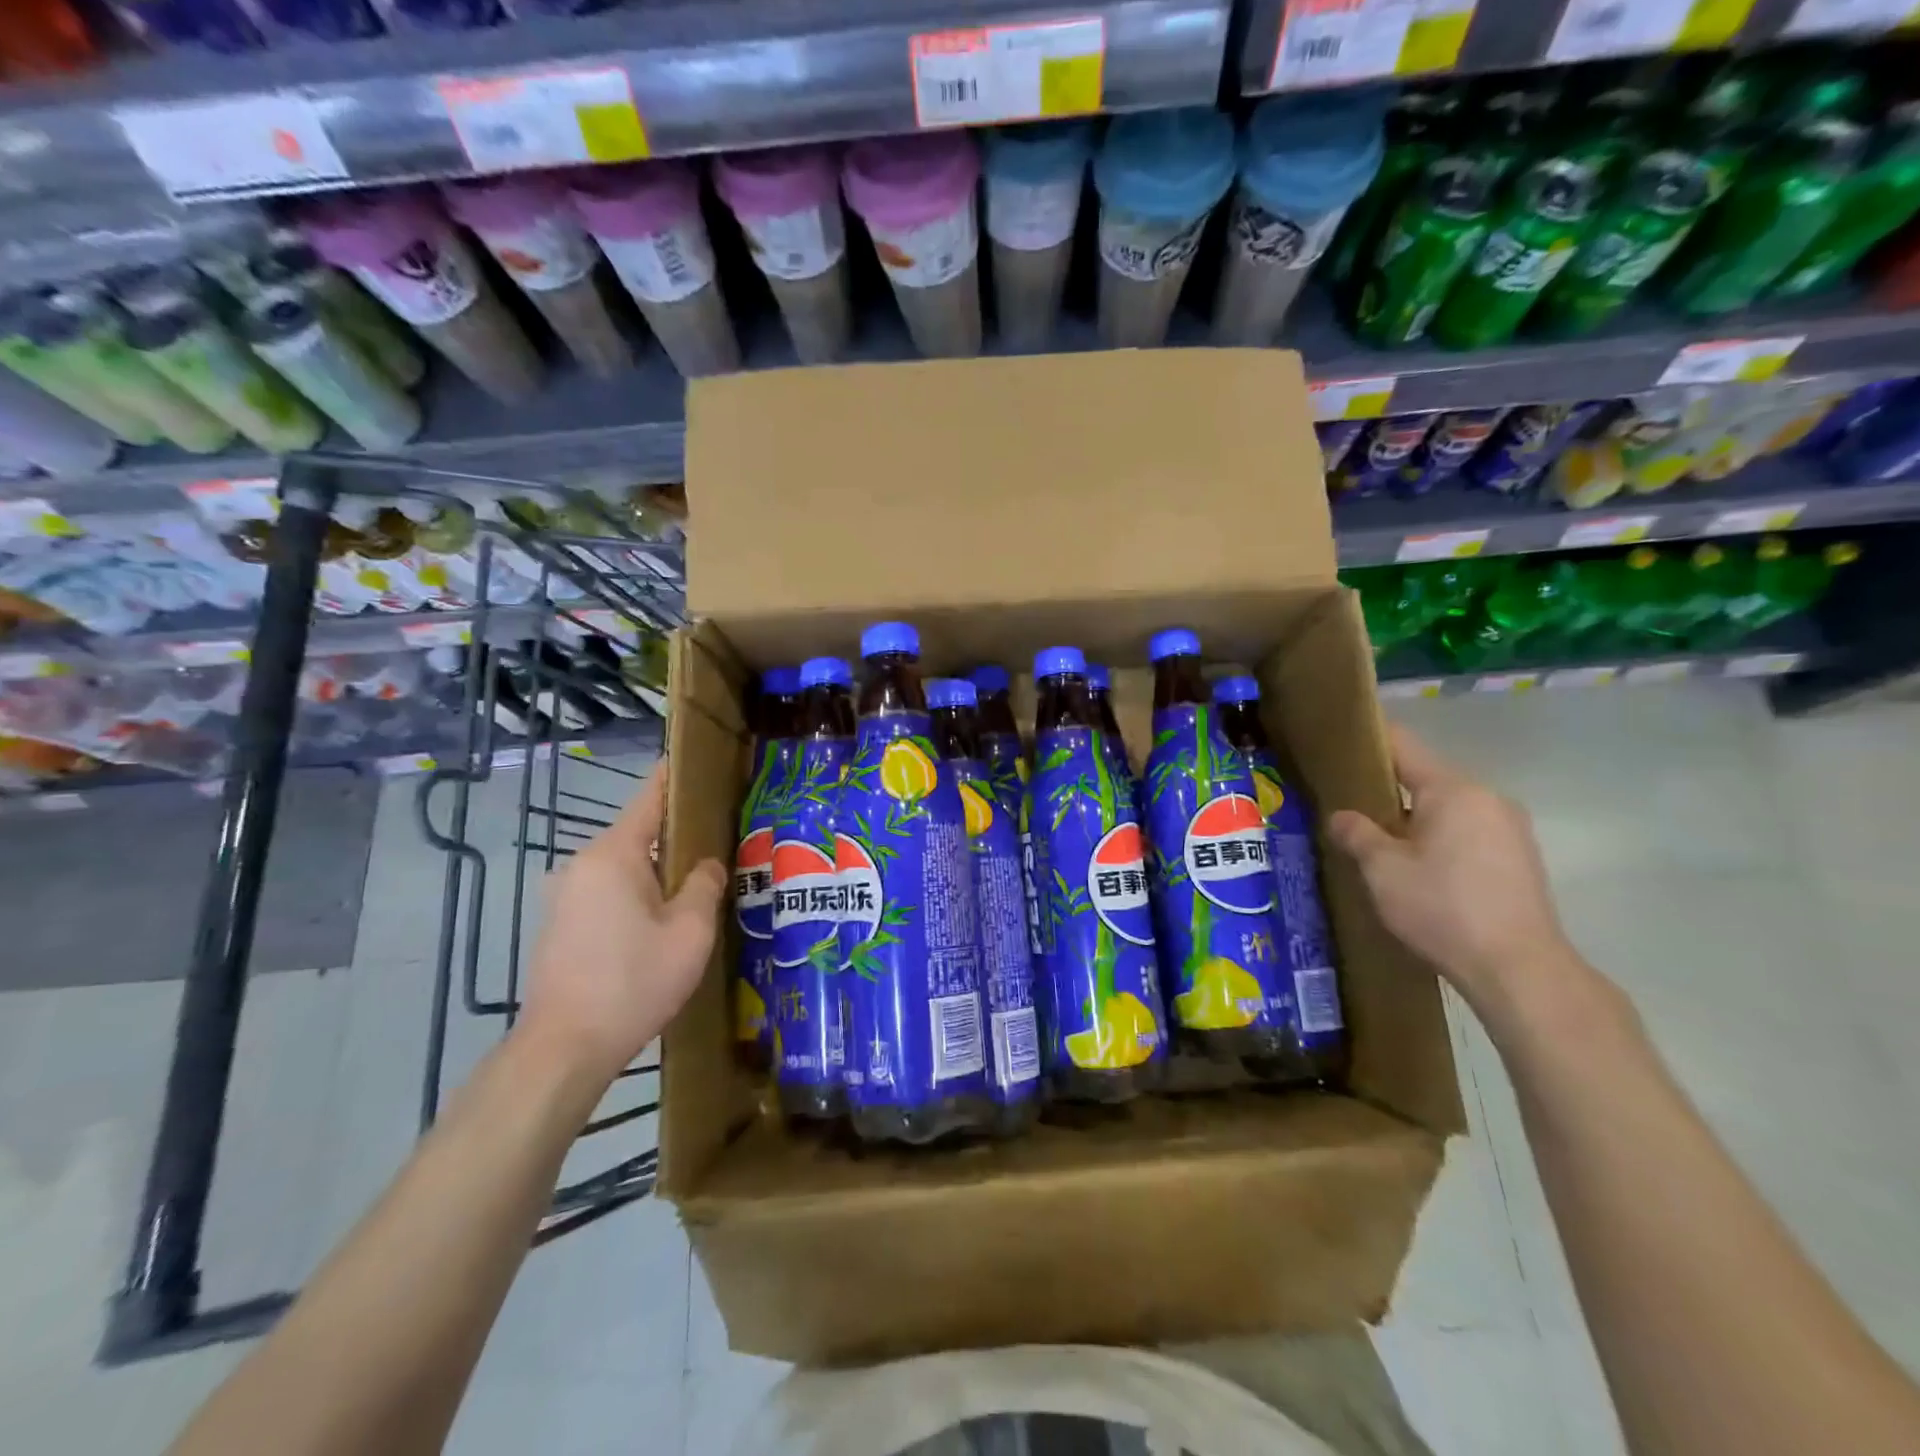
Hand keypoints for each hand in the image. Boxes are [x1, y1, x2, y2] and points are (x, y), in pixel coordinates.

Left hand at [519, 765, 727, 1084]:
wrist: (564, 1048)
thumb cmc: (633, 981)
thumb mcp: (690, 931)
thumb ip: (704, 885)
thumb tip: (705, 865)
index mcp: (613, 854)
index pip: (650, 798)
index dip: (676, 778)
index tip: (701, 763)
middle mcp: (581, 864)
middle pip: (638, 834)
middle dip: (677, 838)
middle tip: (721, 847)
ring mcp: (564, 895)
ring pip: (624, 868)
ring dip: (657, 873)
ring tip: (697, 890)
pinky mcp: (559, 924)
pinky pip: (607, 892)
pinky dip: (636, 896)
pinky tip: (660, 924)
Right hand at [1328, 724, 1575, 1017]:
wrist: (1519, 969)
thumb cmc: (1442, 907)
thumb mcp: (1382, 870)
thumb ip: (1357, 833)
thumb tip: (1341, 816)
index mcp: (1453, 790)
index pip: (1402, 745)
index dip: (1367, 740)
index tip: (1338, 744)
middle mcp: (1487, 798)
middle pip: (1426, 778)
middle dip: (1387, 790)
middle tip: (1350, 808)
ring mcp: (1510, 828)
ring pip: (1448, 808)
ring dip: (1414, 819)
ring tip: (1381, 844)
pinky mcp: (1520, 858)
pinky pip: (1468, 832)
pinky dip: (1440, 839)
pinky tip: (1420, 870)